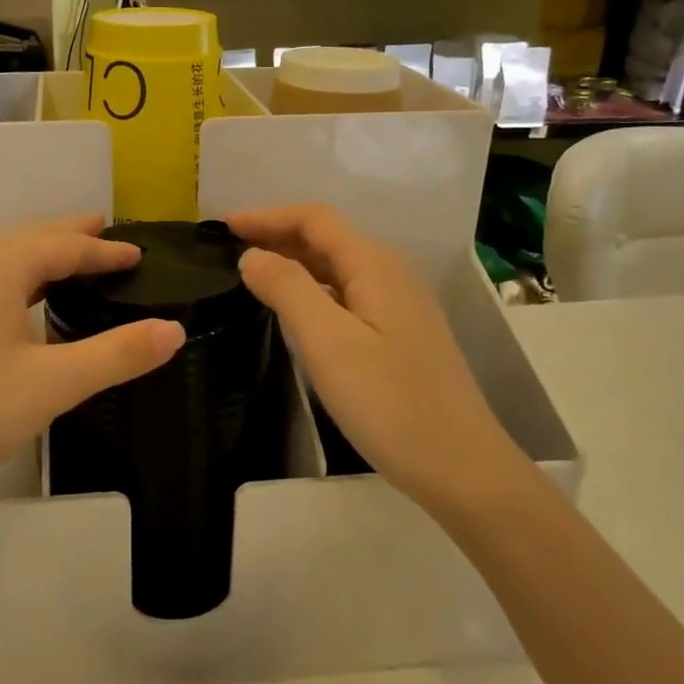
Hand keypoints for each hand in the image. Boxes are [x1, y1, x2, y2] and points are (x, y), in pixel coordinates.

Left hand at [0, 216, 184, 511]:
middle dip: (70, 235)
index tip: (138, 253)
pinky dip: (13, 275)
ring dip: (39, 253)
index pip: (65, 246)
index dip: (105, 251)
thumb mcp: (53, 385)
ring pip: (0, 257)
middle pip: (29, 238)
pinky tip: (14, 300)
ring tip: (68, 258)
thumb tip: (173, 330)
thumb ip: (117, 355)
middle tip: (106, 230)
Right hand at [229, 205, 523, 504]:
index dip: (268, 216)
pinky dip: (313, 290)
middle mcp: (390, 274)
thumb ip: (287, 289)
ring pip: (337, 267)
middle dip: (278, 235)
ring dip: (294, 262)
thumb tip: (253, 255)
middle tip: (228, 250)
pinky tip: (294, 311)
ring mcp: (399, 305)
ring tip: (252, 275)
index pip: (315, 219)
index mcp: (375, 265)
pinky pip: (347, 294)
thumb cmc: (389, 402)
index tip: (223, 227)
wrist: (460, 466)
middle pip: (328, 238)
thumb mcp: (328, 342)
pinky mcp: (400, 334)